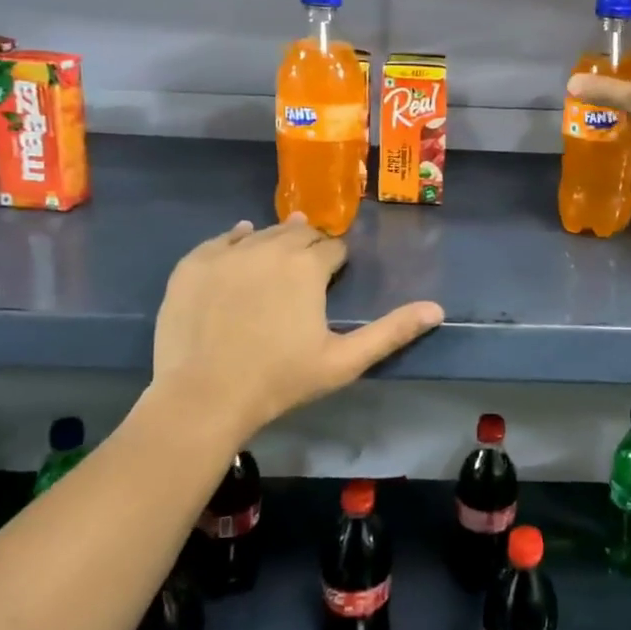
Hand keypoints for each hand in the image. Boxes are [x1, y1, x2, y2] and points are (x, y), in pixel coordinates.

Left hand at [149, 216, 443, 437]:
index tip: (331, 281)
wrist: (203, 397)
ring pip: (262, 233)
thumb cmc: (280, 381)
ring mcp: (227, 253)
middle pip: (298, 232)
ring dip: (274, 243)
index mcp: (307, 267)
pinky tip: (239, 248)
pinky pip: (221, 239)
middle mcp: (270, 247)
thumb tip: (437, 308)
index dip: (335, 262)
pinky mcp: (193, 264)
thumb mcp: (344, 361)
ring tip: (274, 266)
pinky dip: (235, 241)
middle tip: (304, 276)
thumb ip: (392, 331)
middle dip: (308, 247)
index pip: (332, 247)